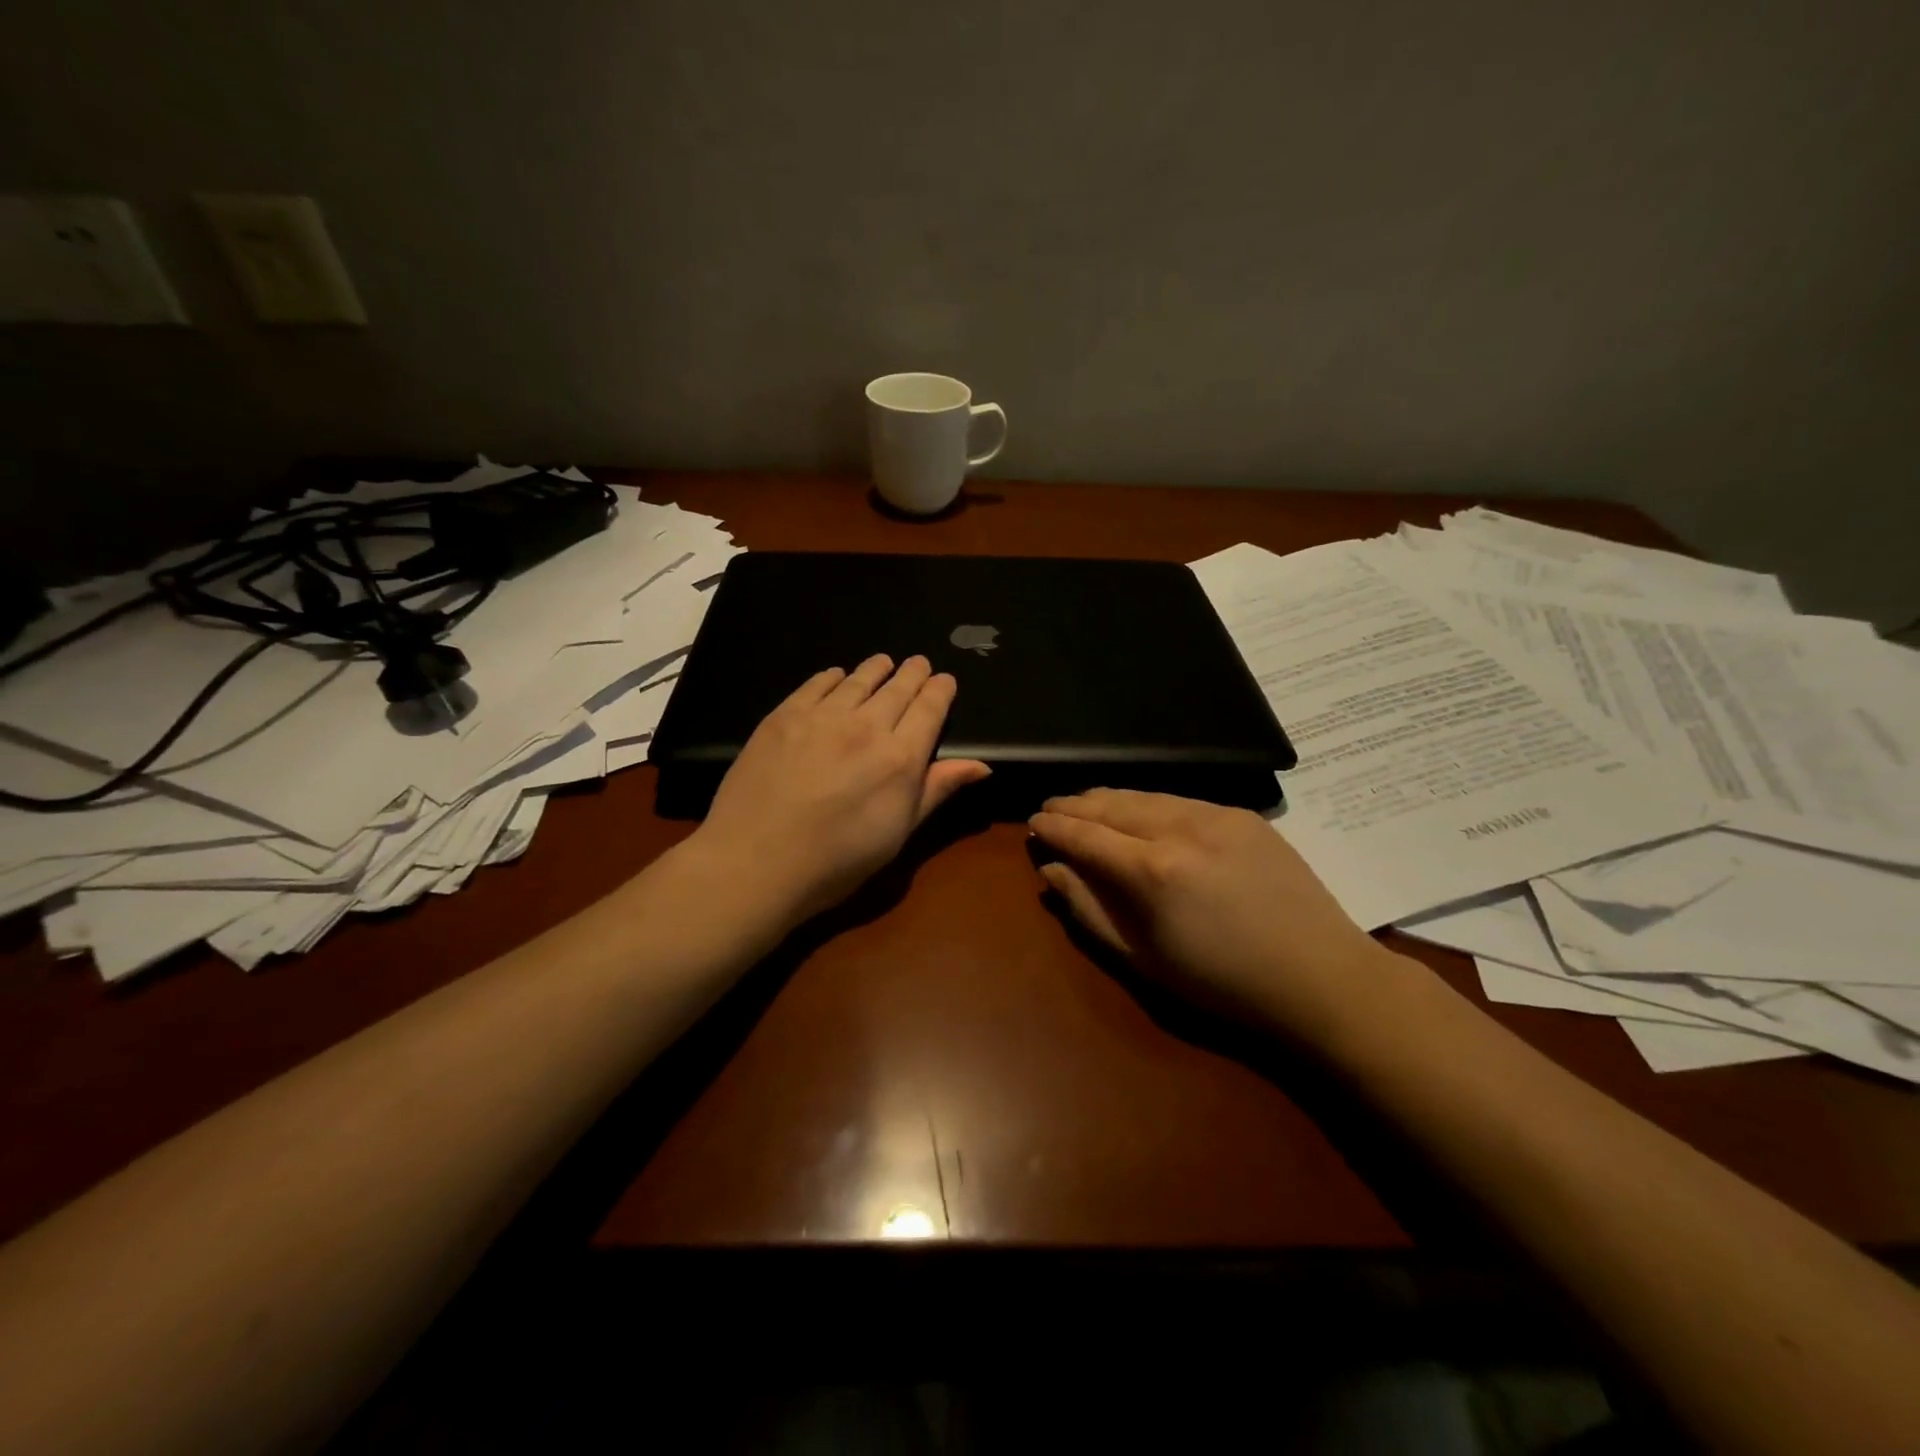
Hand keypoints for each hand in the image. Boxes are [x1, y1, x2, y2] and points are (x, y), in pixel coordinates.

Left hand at [691, 654, 990, 924]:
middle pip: (898, 688)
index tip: (945, 680)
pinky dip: (833, 677)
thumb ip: (936, 790)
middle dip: (913, 673)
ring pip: (858, 680)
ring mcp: (822, 717)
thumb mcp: (897, 834)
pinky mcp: (784, 716)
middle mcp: (867, 726)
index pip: (930, 708)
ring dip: (876, 668)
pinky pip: (817, 684)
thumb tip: (981, 765)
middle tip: (919, 663)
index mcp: (901, 758)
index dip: (941, 690)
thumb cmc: (835, 861)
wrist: (755, 862)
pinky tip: (837, 676)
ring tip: (884, 662)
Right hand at [1028, 789, 1398, 1041]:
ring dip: (1109, 798)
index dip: (1054, 827)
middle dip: (1076, 804)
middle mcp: (1180, 829)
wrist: (1320, 978)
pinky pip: (1181, 799)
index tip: (1033, 824)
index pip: (1085, 835)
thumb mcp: (1143, 960)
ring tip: (1086, 804)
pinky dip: (1150, 802)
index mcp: (1152, 871)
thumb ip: (1089, 910)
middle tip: (1052, 807)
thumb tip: (1050, 869)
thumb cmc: (1222, 984)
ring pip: (1146, 795)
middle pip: (1112, 804)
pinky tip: (1140, 811)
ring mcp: (1217, 816)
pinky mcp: (1244, 815)